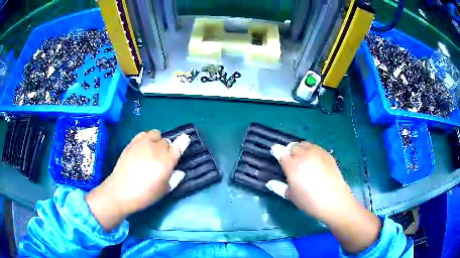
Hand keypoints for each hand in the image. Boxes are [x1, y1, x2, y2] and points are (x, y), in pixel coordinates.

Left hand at [86, 130, 183, 230]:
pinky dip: (146, 138)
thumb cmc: (145, 195)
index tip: (184, 143)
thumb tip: (179, 171)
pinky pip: (143, 134)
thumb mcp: (164, 190)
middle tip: (162, 159)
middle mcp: (156, 149)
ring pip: (156, 134)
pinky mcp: (132, 142)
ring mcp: (143, 144)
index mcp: (166, 162)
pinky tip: (143, 148)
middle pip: (167, 141)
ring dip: (157, 141)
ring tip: (152, 150)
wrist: (120, 191)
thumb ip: (174, 178)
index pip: (179, 146)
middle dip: (167, 149)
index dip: (183, 143)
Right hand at [279, 142, 356, 222]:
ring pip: (304, 144)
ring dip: (300, 150)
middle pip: (292, 146)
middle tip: (292, 163)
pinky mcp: (327, 154)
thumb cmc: (310, 201)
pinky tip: (314, 162)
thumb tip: (269, 183)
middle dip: (289, 152)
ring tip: (303, 160)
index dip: (277, 152)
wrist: (334, 201)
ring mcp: (317, 153)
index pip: (280, 151)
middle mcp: (303, 155)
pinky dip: (311, 151)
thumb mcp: (291, 196)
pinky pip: (315, 147)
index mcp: (292, 166)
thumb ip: (279, 187)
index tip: (276, 155)